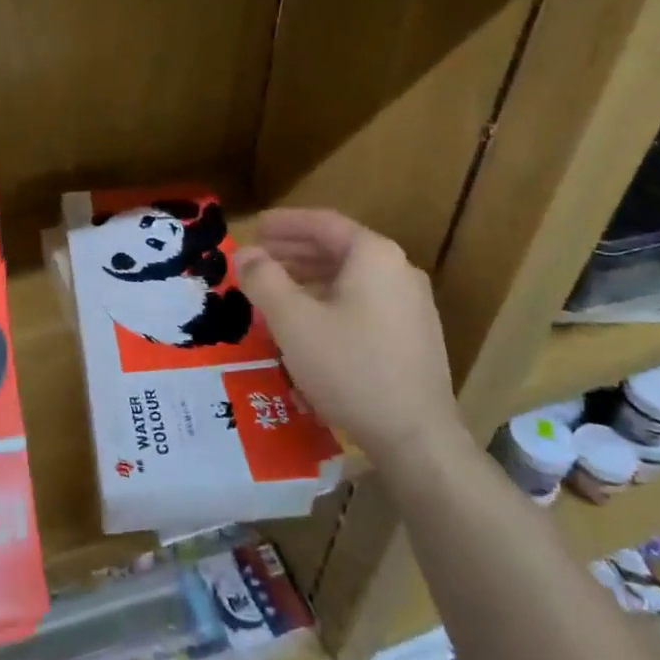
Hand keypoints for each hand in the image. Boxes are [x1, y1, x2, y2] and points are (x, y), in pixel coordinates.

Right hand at [233, 210, 464, 469]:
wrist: (415, 436)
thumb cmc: (349, 367)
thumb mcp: (293, 320)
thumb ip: (263, 279)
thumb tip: (244, 254)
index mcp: (374, 256)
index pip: (323, 223)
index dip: (284, 224)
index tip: (255, 228)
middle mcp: (399, 271)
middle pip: (339, 248)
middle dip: (294, 251)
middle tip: (258, 258)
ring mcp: (412, 305)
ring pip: (351, 278)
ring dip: (309, 277)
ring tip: (275, 289)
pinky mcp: (413, 336)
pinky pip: (364, 302)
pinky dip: (330, 299)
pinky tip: (308, 322)